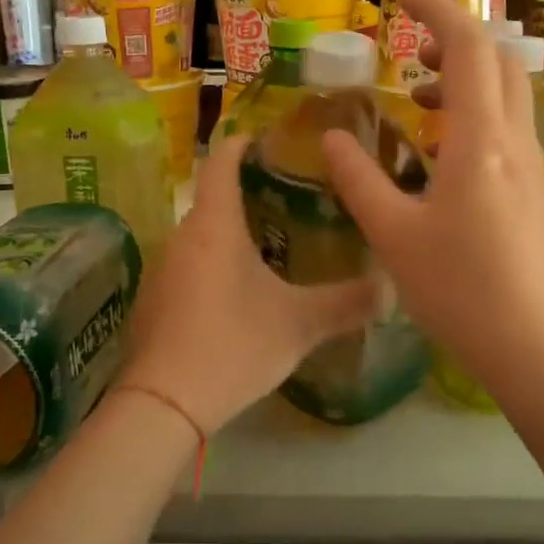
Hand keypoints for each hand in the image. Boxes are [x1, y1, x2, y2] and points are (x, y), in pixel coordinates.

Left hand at [116, 133, 381, 435]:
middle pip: (212, 198)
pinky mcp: (152, 300)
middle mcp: (181, 236)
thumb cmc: (233, 345)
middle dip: (246, 193)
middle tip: (289, 200)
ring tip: (269, 245)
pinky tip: (234, 293)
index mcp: (214, 225)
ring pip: (199, 235)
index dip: (243, 143)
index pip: (222, 160)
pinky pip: (186, 265)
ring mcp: (161, 269)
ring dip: (229, 233)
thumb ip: (347, 303)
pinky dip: (211, 264)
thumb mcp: (299, 325)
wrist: (164, 404)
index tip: (268, 139)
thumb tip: (391, 288)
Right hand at [322, 0, 543, 386]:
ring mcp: (532, 164)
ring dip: (464, 79)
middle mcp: (514, 139)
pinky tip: (440, 153)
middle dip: (454, 40)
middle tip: (409, 51)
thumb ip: (359, 179)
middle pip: (497, 59)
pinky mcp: (535, 189)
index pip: (468, 46)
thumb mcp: (393, 234)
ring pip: (506, 93)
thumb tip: (332, 138)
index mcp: (479, 139)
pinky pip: (507, 128)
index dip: (438, 11)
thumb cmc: (460, 290)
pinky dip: (473, 115)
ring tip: (416, 98)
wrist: (537, 345)